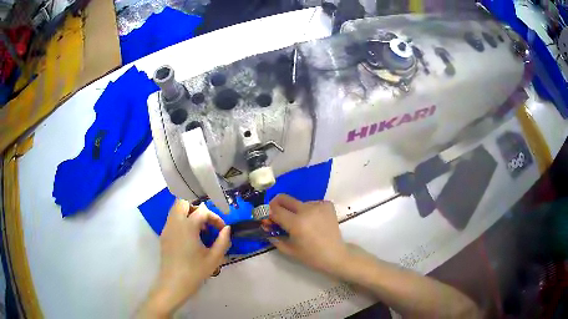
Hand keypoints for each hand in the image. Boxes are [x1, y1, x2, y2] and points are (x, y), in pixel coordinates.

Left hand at [139, 199, 230, 316]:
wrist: (173, 284)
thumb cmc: (195, 272)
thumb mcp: (214, 258)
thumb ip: (223, 241)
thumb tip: (227, 229)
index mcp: (187, 226)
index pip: (202, 211)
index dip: (215, 217)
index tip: (222, 229)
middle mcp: (175, 222)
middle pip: (184, 201)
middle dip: (197, 208)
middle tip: (207, 222)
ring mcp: (167, 228)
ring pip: (176, 209)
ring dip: (189, 213)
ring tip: (200, 229)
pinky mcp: (164, 235)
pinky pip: (172, 219)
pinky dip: (182, 220)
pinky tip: (190, 237)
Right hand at [268, 194, 348, 275]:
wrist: (335, 255)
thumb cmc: (311, 256)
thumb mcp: (289, 250)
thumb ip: (274, 237)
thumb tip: (265, 227)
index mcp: (296, 223)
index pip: (274, 210)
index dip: (267, 213)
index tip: (265, 217)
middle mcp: (306, 210)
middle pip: (284, 198)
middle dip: (276, 204)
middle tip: (276, 214)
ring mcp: (318, 205)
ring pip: (298, 202)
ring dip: (294, 210)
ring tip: (299, 222)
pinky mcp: (327, 205)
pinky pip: (311, 203)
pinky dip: (308, 210)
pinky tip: (312, 221)